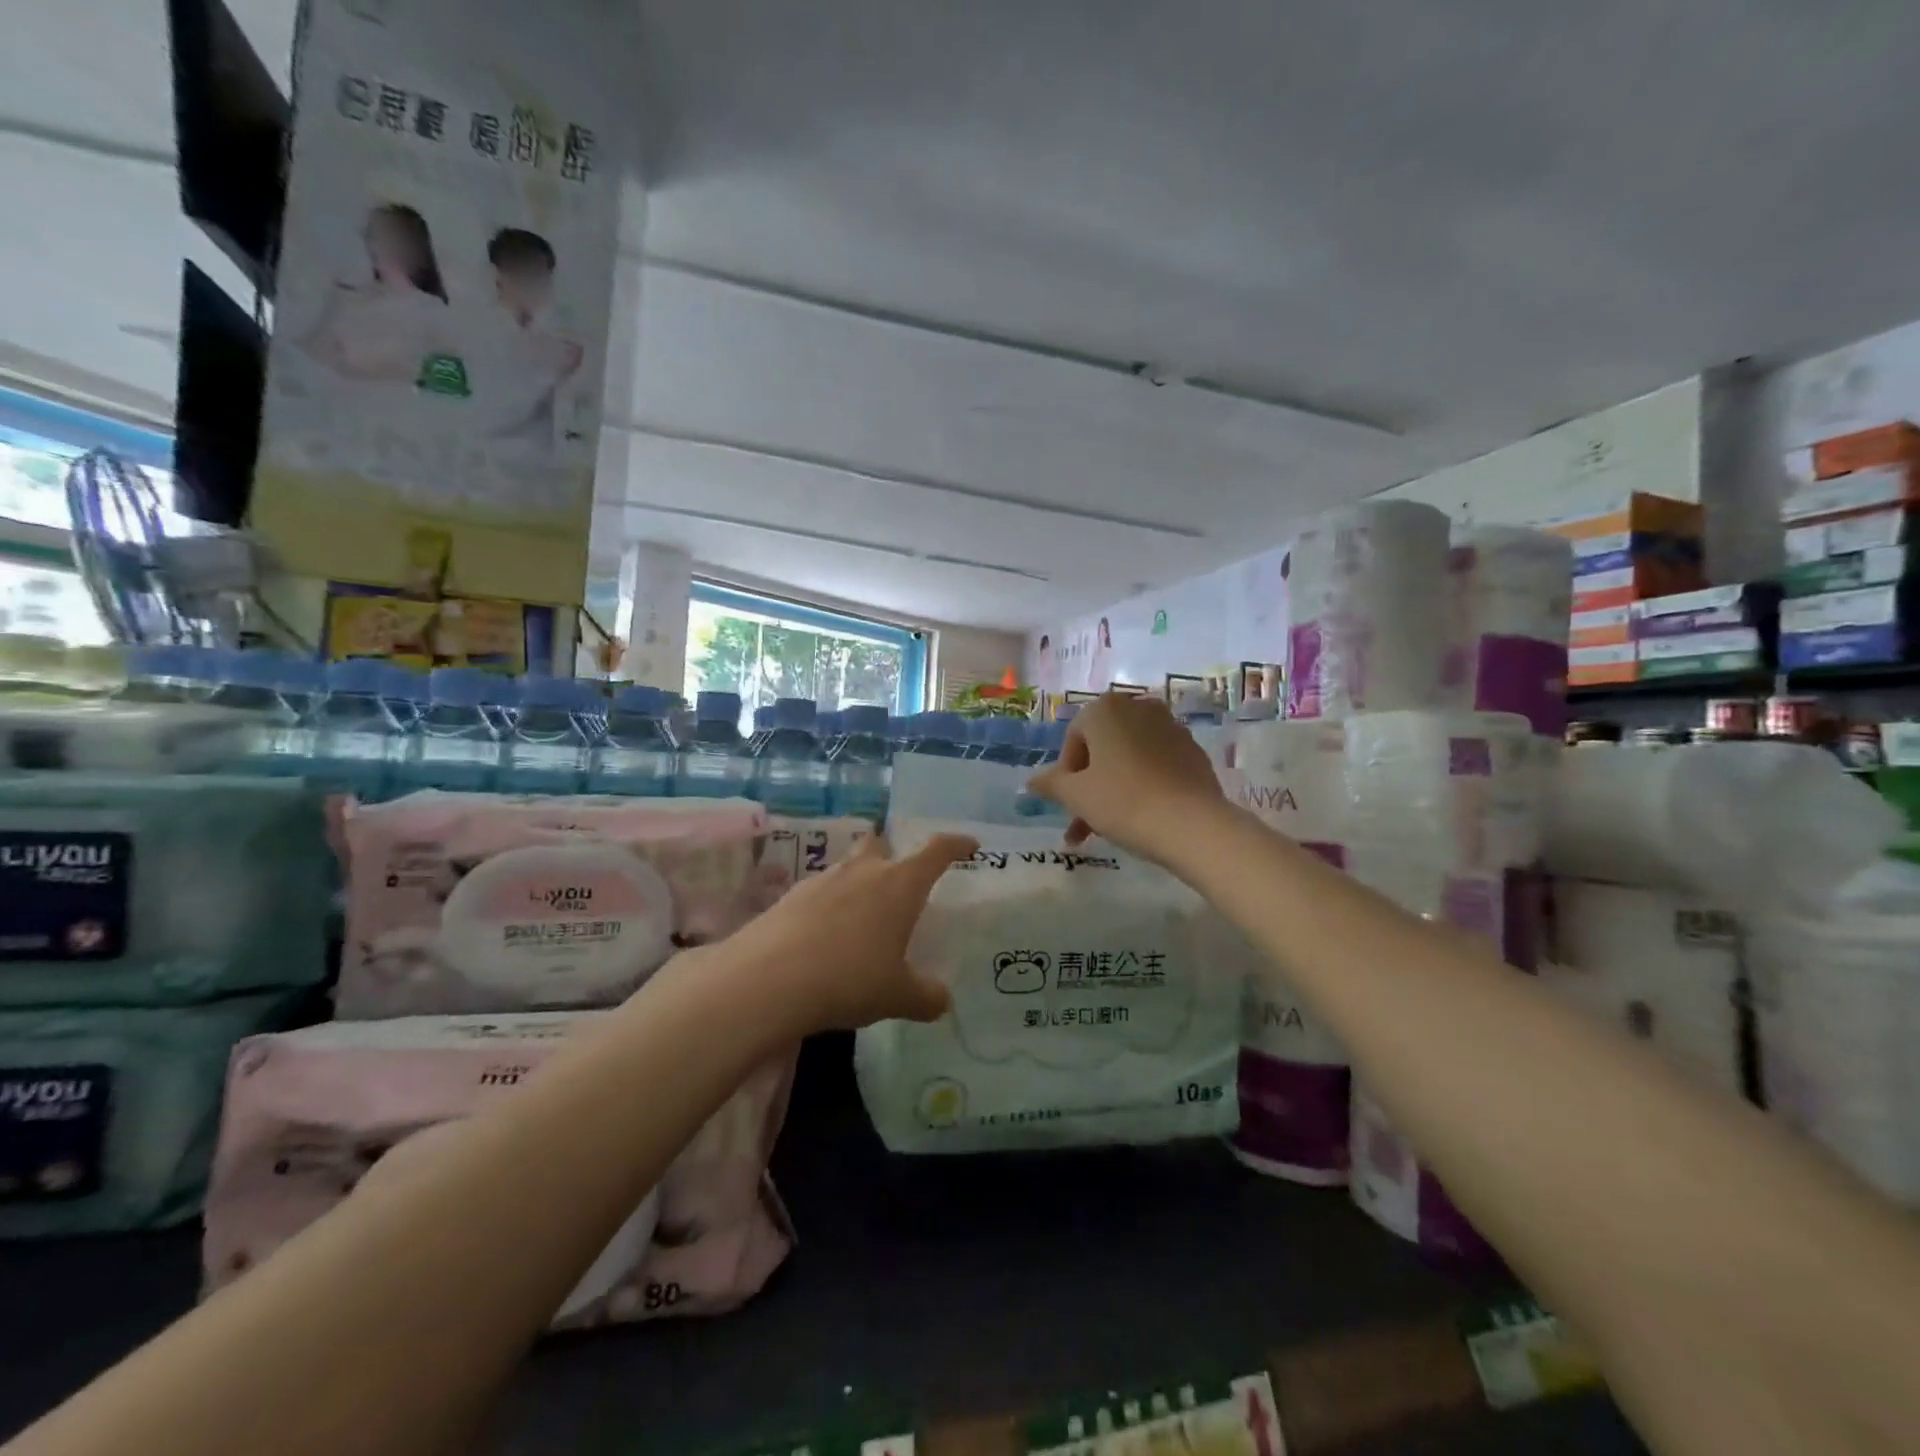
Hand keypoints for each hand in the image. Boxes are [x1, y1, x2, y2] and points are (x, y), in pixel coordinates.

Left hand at [723, 830, 978, 1034]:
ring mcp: (822, 880)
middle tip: (899, 884)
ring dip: (858, 883)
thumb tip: (941, 1000)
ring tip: (861, 919)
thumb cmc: (850, 978)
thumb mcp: (897, 995)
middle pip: (881, 844)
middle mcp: (863, 871)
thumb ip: (925, 996)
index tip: (970, 846)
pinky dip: (828, 907)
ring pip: (847, 867)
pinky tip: (825, 939)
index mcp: (900, 884)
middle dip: (892, 856)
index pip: (936, 851)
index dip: (956, 845)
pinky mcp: (790, 897)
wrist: (768, 979)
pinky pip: (819, 892)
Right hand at [1026, 692, 1224, 862]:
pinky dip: (1143, 784)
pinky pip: (1156, 765)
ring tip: (1108, 826)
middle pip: (1102, 747)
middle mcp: (1138, 707)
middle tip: (1084, 820)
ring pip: (1128, 758)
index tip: (1069, 804)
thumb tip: (1031, 782)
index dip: (1066, 775)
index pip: (1073, 739)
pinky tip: (1141, 815)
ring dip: (1113, 787)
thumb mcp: (1076, 796)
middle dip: (1089, 784)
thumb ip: (1051, 784)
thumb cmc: (1123, 802)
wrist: (1192, 824)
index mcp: (1105, 709)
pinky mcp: (1193, 750)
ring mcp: (1170, 727)